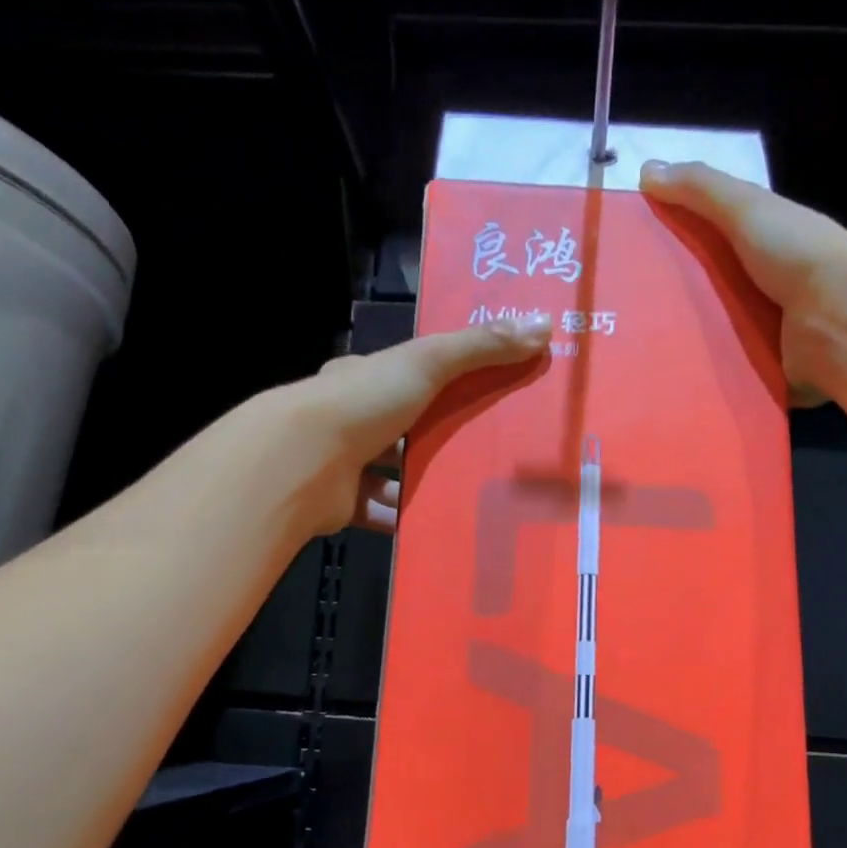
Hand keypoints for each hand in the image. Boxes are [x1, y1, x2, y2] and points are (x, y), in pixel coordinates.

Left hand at [283, 312, 552, 536]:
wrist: (303, 462)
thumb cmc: (365, 402)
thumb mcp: (428, 361)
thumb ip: (481, 347)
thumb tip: (543, 323)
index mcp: (363, 379)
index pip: (405, 375)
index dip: (441, 381)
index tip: (481, 392)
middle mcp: (349, 418)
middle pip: (403, 427)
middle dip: (439, 437)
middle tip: (489, 449)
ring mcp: (343, 464)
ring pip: (394, 474)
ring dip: (426, 482)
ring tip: (474, 490)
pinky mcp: (343, 505)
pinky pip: (383, 513)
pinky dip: (407, 518)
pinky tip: (441, 523)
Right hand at [639, 159, 846, 405]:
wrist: (844, 319)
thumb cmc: (796, 254)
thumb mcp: (746, 208)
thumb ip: (700, 189)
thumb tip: (647, 170)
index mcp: (765, 244)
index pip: (711, 243)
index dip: (674, 246)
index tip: (631, 259)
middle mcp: (767, 287)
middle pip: (708, 294)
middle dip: (671, 304)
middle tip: (624, 315)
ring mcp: (769, 332)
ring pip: (715, 338)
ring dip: (685, 346)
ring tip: (637, 355)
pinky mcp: (767, 371)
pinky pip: (729, 376)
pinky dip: (706, 378)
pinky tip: (669, 382)